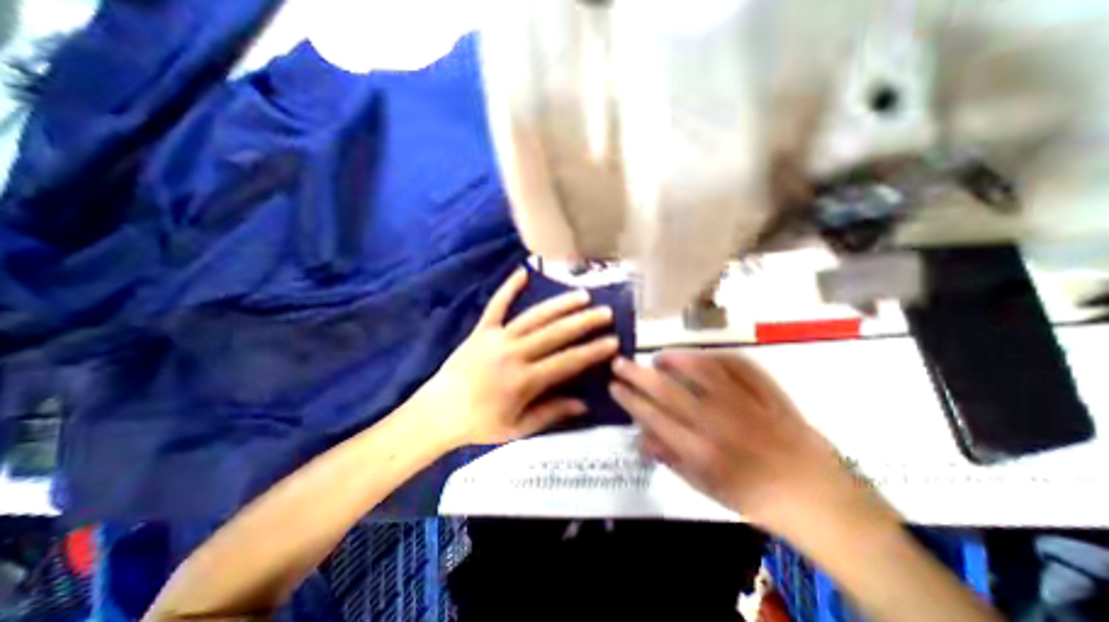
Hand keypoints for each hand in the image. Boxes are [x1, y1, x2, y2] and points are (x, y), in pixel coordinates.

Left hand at [421, 268, 620, 447]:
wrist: (436, 413)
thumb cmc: (478, 425)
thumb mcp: (517, 429)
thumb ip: (551, 413)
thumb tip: (583, 404)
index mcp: (523, 381)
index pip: (567, 362)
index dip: (592, 352)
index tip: (613, 342)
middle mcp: (513, 354)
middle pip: (555, 333)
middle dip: (584, 322)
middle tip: (605, 312)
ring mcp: (496, 338)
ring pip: (534, 316)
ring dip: (559, 304)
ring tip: (581, 295)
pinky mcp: (481, 330)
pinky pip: (497, 305)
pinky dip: (509, 287)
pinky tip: (523, 272)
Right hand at [611, 352, 879, 531]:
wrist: (814, 493)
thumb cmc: (752, 495)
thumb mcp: (704, 487)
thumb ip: (670, 459)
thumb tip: (640, 436)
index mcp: (701, 450)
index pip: (653, 416)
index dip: (629, 398)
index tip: (614, 385)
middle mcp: (718, 422)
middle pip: (668, 390)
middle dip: (637, 374)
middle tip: (620, 362)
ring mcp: (744, 402)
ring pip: (700, 370)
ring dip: (673, 359)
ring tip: (658, 357)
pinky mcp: (766, 391)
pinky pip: (735, 364)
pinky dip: (712, 356)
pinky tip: (697, 356)